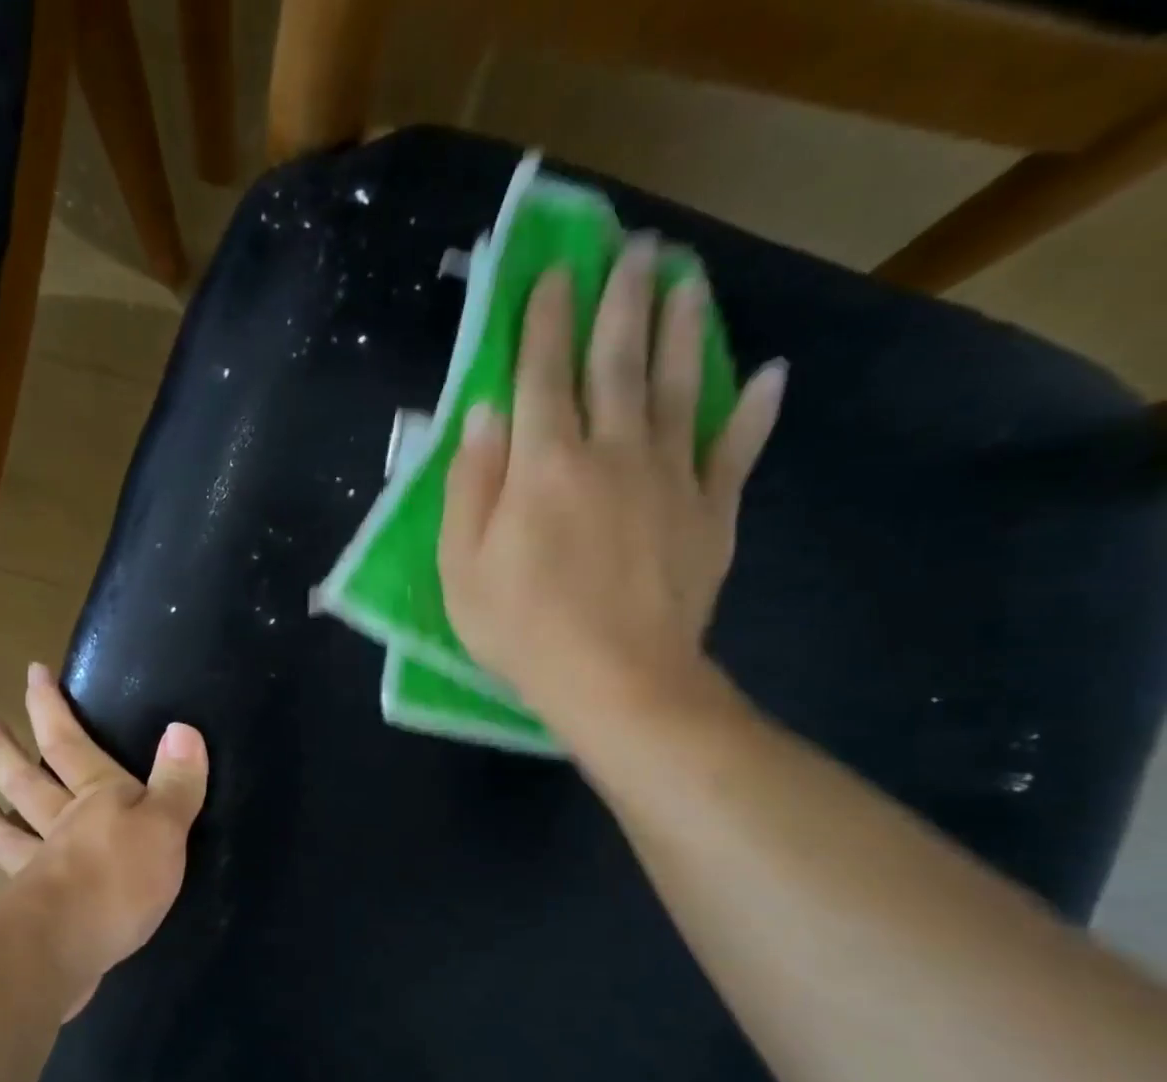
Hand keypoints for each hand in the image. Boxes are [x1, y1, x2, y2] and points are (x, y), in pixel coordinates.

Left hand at [0, 663, 208, 1015]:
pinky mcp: (34, 907)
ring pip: (11, 829)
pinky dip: (5, 869)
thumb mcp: (165, 825)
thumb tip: (183, 728)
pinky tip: (0, 875)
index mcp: (95, 795)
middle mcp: (61, 822)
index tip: (32, 673)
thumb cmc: (120, 878)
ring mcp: (40, 864)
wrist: (67, 946)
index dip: (50, 706)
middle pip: (27, 779)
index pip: (68, 741)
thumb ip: (176, 781)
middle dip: (8, 748)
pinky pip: (14, 878)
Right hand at [438, 236, 785, 742]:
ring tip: (688, 281)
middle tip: (635, 249)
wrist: (617, 681)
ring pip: (682, 386)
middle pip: (618, 362)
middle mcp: (612, 451)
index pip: (542, 374)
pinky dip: (755, 410)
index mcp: (544, 465)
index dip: (545, 320)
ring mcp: (671, 478)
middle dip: (622, 301)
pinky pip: (737, 449)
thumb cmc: (522, 629)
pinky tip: (770, 374)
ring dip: (684, 329)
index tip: (554, 272)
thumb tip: (484, 413)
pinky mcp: (712, 511)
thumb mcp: (462, 567)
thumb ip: (470, 486)